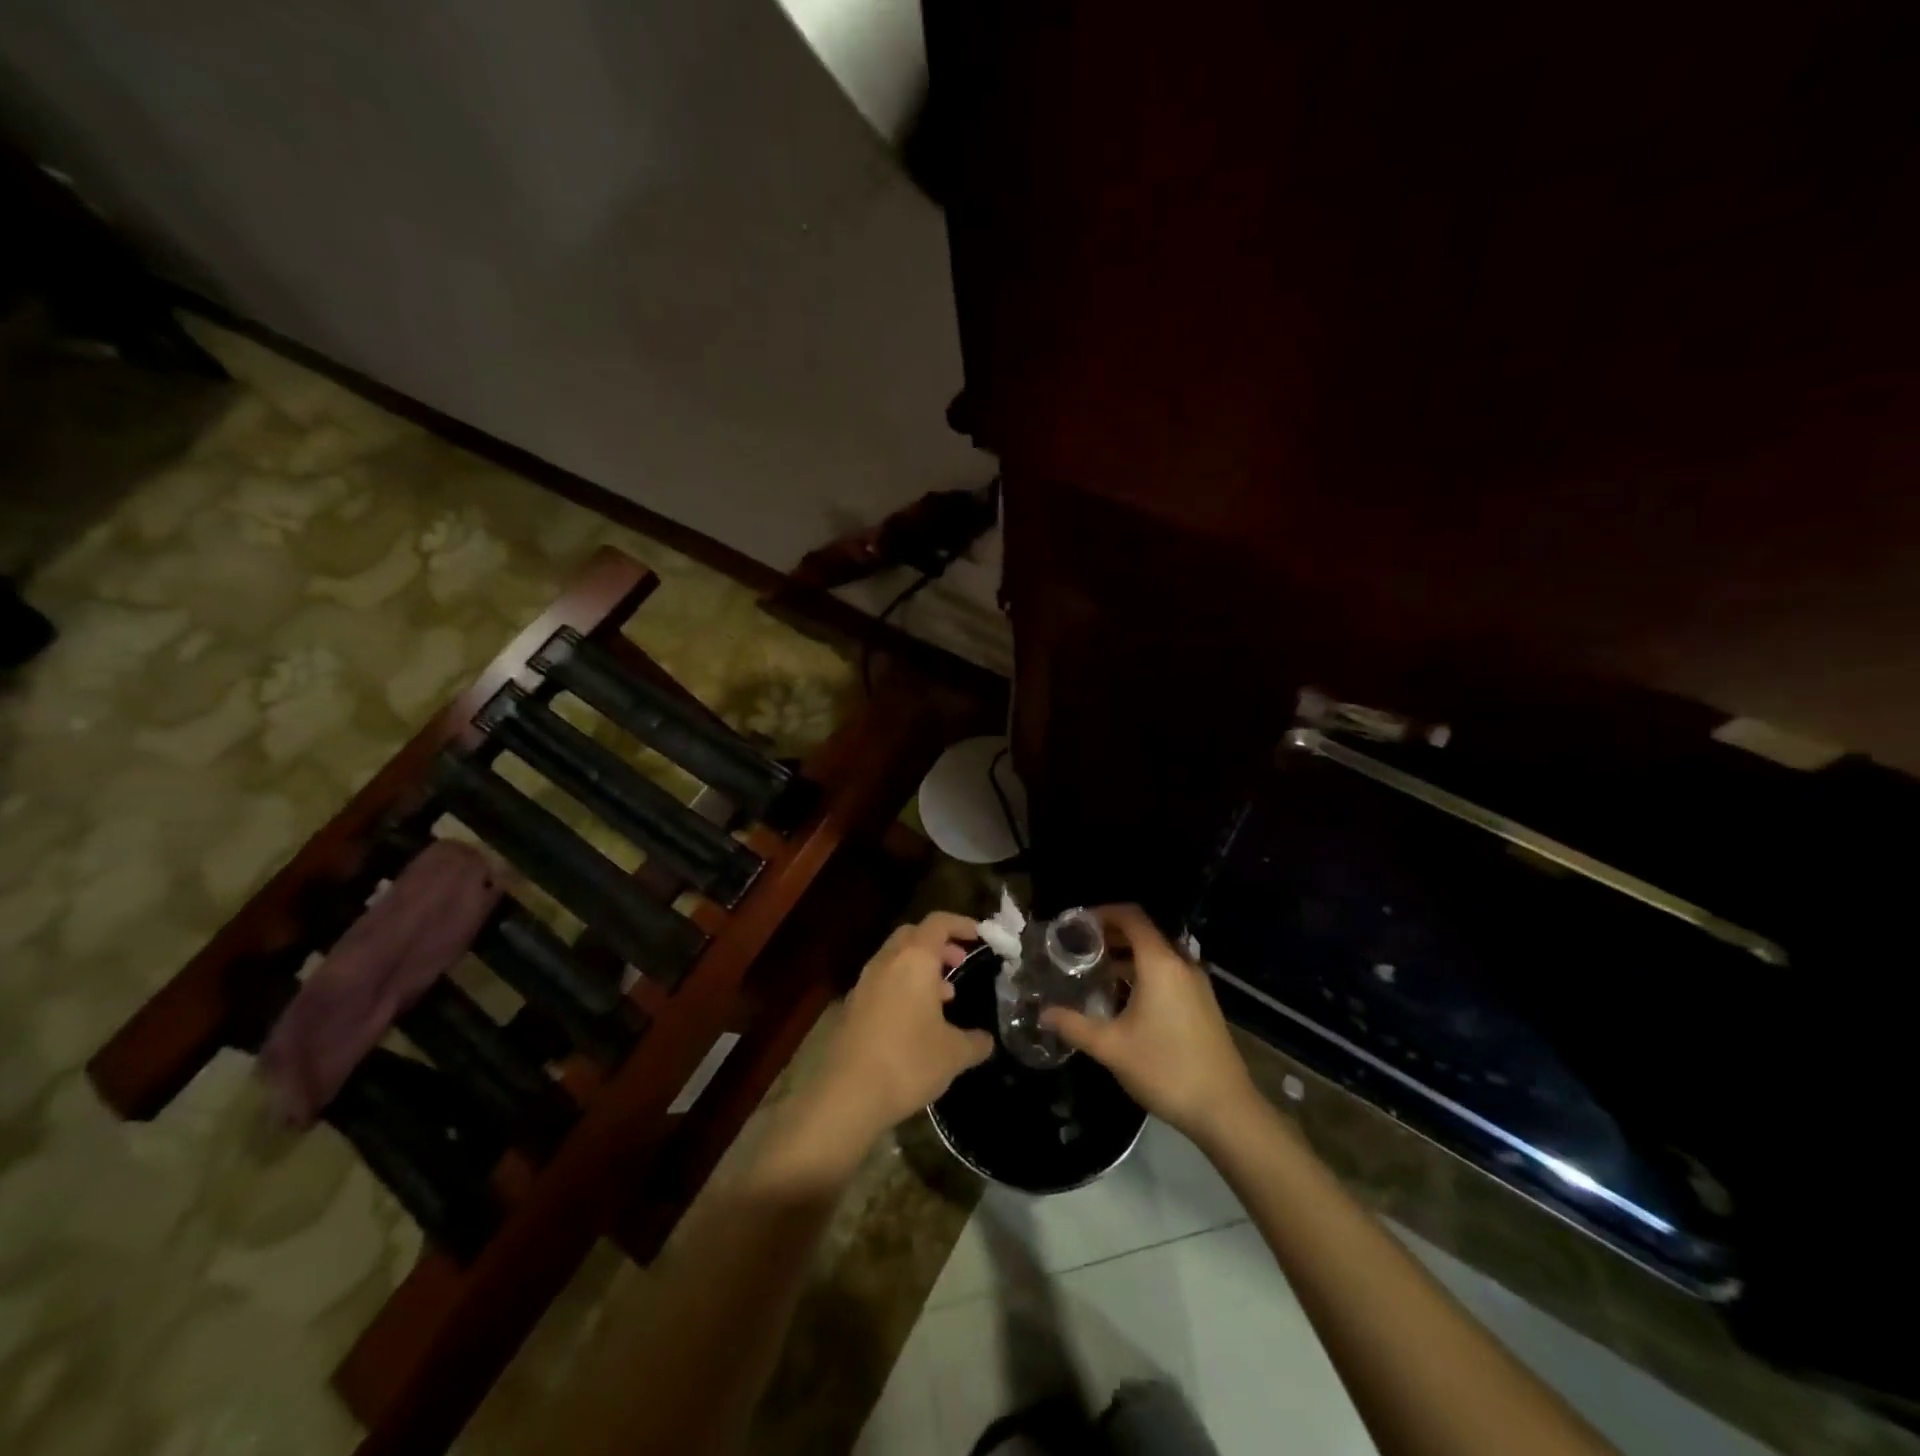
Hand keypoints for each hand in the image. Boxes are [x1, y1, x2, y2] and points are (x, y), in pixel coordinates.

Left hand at [811, 911, 993, 1146]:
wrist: (847, 1094)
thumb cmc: (908, 1062)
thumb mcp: (954, 1054)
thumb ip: (975, 1041)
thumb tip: (986, 1040)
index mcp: (914, 959)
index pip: (938, 922)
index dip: (961, 924)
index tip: (980, 935)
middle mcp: (887, 961)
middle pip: (913, 935)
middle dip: (939, 944)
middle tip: (960, 963)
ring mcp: (864, 983)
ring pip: (896, 959)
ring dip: (920, 967)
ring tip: (944, 996)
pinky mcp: (852, 1006)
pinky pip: (883, 982)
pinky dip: (903, 986)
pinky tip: (916, 1020)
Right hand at [1042, 904, 1258, 1141]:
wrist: (1225, 1110)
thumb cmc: (1165, 1069)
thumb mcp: (1111, 1047)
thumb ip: (1074, 1024)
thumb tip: (1043, 1013)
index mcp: (1160, 964)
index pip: (1131, 917)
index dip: (1102, 913)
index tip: (1076, 924)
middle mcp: (1181, 964)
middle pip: (1144, 933)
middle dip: (1111, 935)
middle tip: (1079, 948)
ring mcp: (1196, 984)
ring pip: (1157, 954)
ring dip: (1127, 956)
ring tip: (1096, 972)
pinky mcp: (1203, 1003)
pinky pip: (1169, 972)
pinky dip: (1144, 972)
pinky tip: (1124, 999)